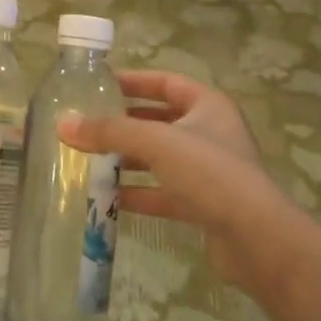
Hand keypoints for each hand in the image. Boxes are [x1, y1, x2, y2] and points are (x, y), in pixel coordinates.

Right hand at [59, 71, 303, 291]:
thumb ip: (109, 132)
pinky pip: (165, 192)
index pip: (166, 82)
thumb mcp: (155, 142)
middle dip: (125, 124)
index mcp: (207, 106)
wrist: (257, 240)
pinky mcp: (204, 204)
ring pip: (161, 158)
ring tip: (90, 162)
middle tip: (89, 125)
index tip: (100, 84)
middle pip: (160, 120)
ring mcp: (209, 171)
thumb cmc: (209, 173)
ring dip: (129, 160)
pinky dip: (139, 193)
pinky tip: (110, 200)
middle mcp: (210, 133)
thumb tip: (62, 124)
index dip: (134, 81)